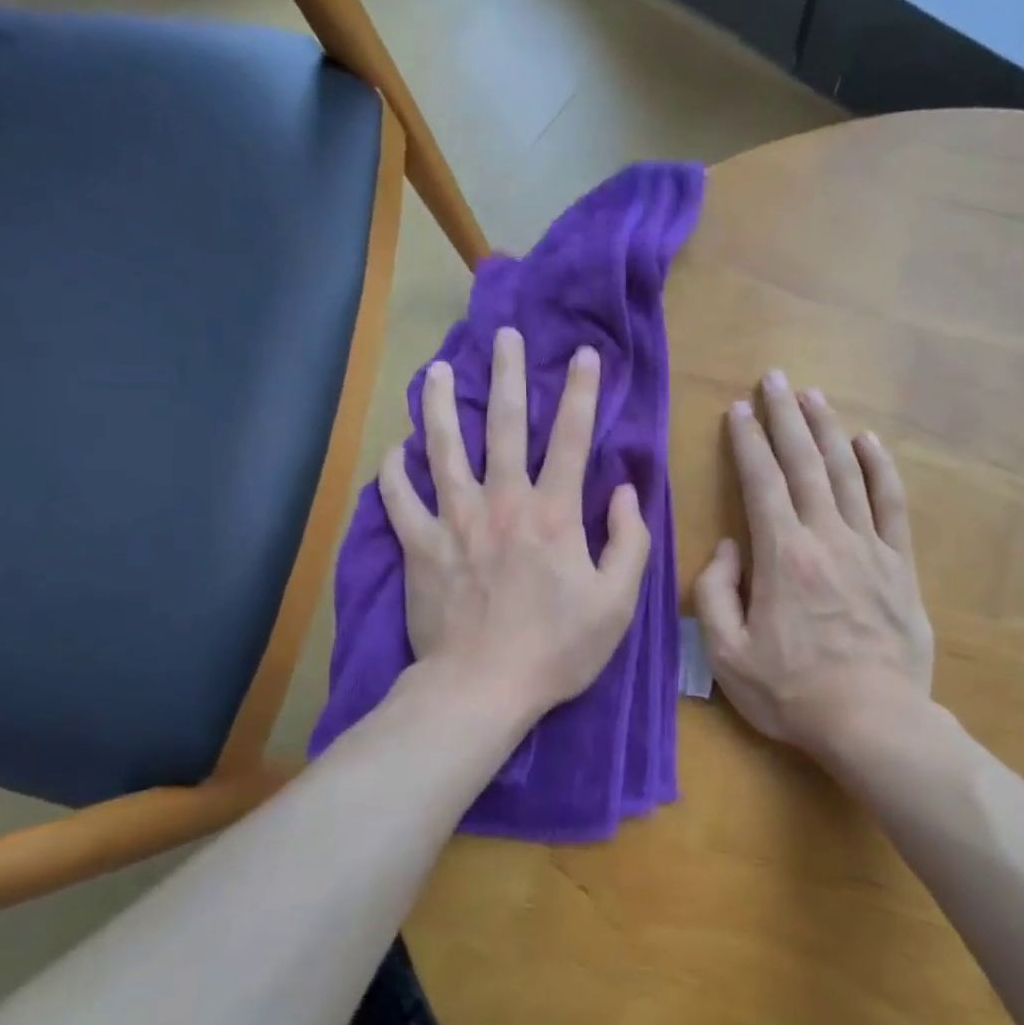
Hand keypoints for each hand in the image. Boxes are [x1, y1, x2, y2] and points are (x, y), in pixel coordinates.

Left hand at [379, 327, 650, 725]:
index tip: (584, 355)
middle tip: (504, 336)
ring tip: (433, 371)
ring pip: (442, 449)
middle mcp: (502, 503)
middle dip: (507, 375)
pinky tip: (394, 452)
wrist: (482, 688)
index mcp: (553, 514)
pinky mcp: (419, 547)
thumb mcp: (616, 602)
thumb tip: (626, 491)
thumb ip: (629, 541)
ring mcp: (454, 522)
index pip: (571, 438)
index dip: (581, 393)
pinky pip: (399, 501)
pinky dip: (394, 474)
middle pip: (502, 425)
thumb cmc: (558, 649)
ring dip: (438, 406)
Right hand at [693, 370, 933, 762]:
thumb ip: (715, 594)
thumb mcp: (727, 654)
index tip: (738, 410)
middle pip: (804, 463)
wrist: (873, 722)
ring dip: (827, 430)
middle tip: (774, 378)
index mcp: (782, 555)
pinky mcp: (900, 565)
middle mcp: (826, 537)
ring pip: (846, 473)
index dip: (747, 442)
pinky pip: (891, 506)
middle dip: (785, 417)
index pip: (761, 482)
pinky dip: (880, 469)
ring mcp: (869, 548)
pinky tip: (869, 442)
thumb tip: (728, 547)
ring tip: (813, 396)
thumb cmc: (792, 692)